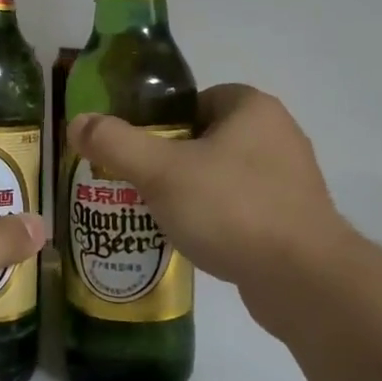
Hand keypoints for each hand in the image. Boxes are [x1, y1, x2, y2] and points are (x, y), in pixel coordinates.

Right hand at [67, 86, 357, 337]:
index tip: (138, 150)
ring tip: (159, 215)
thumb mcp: (160, 171)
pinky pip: (243, 209)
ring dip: (194, 192)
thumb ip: (115, 142)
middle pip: (207, 138)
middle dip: (172, 160)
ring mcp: (291, 181)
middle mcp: (279, 136)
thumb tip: (77, 122)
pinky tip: (196, 241)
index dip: (162, 121)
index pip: (196, 100)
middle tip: (139, 183)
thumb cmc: (232, 208)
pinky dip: (218, 220)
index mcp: (253, 109)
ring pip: (224, 176)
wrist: (303, 280)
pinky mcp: (295, 221)